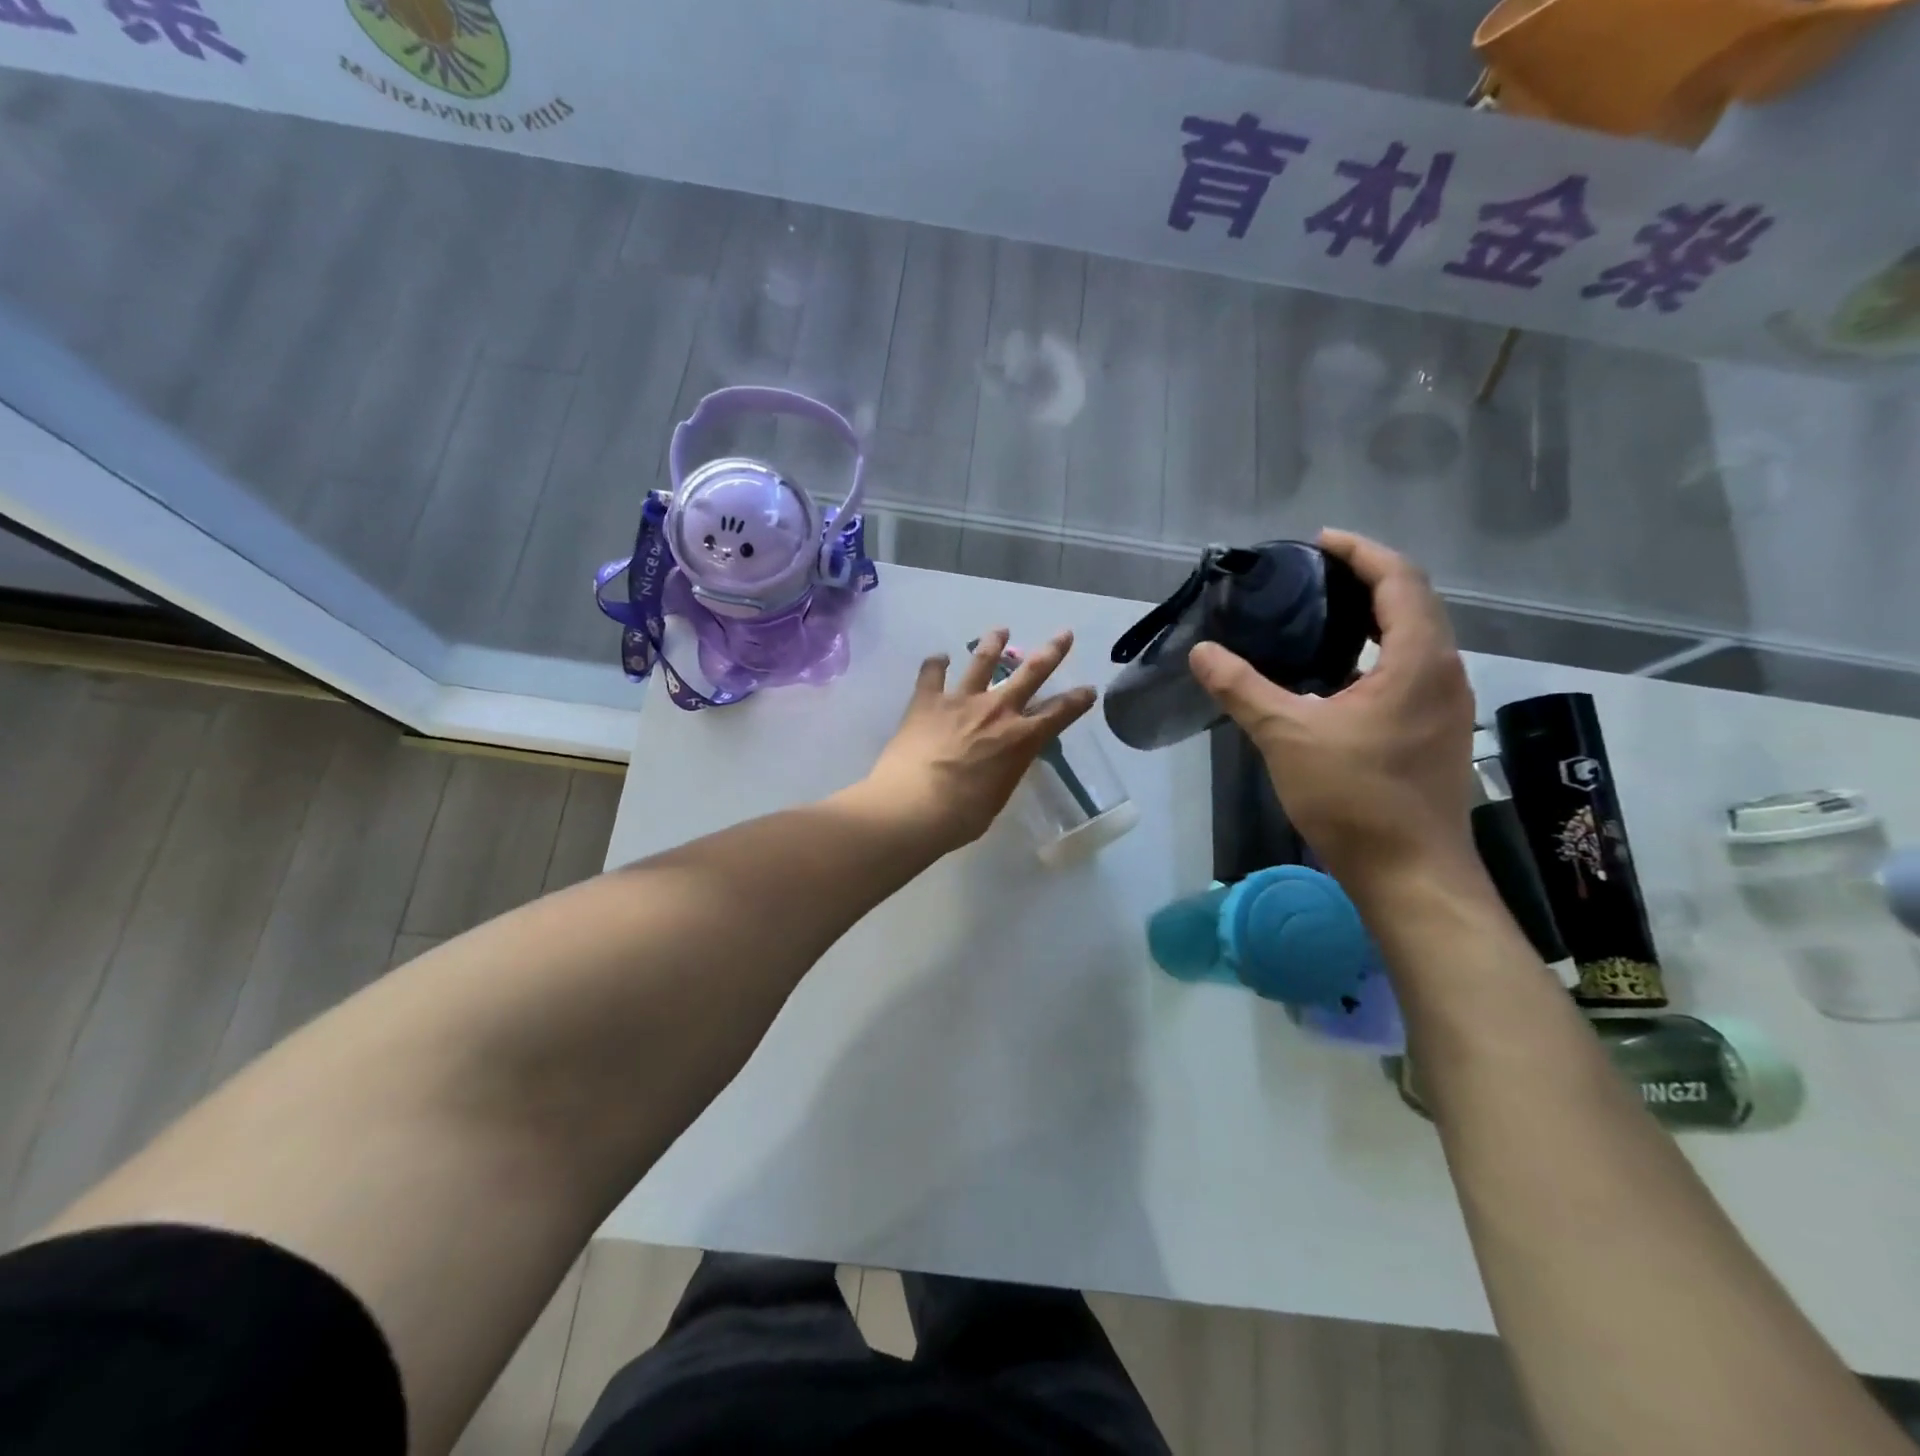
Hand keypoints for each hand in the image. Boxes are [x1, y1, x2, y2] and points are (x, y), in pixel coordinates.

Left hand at [862, 628, 1097, 851]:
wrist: (913, 805)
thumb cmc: (961, 815)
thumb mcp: (997, 796)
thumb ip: (1004, 771)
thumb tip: (999, 763)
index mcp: (1021, 739)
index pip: (1059, 714)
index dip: (1077, 701)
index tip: (1088, 689)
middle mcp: (996, 710)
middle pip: (1031, 673)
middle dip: (1052, 652)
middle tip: (1064, 634)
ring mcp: (961, 700)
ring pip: (982, 662)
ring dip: (994, 644)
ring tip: (1000, 631)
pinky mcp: (927, 700)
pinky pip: (932, 673)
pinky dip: (936, 663)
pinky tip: (939, 657)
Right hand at [1189, 529, 1476, 888]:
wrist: (1411, 873)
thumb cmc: (1354, 798)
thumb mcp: (1287, 736)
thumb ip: (1242, 688)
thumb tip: (1201, 652)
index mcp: (1417, 660)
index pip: (1400, 580)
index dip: (1361, 552)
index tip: (1319, 541)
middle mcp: (1444, 672)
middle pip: (1414, 602)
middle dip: (1369, 578)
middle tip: (1315, 574)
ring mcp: (1448, 704)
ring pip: (1417, 638)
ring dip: (1377, 615)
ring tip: (1324, 613)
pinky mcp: (1439, 732)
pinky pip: (1413, 669)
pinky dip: (1380, 651)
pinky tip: (1340, 672)